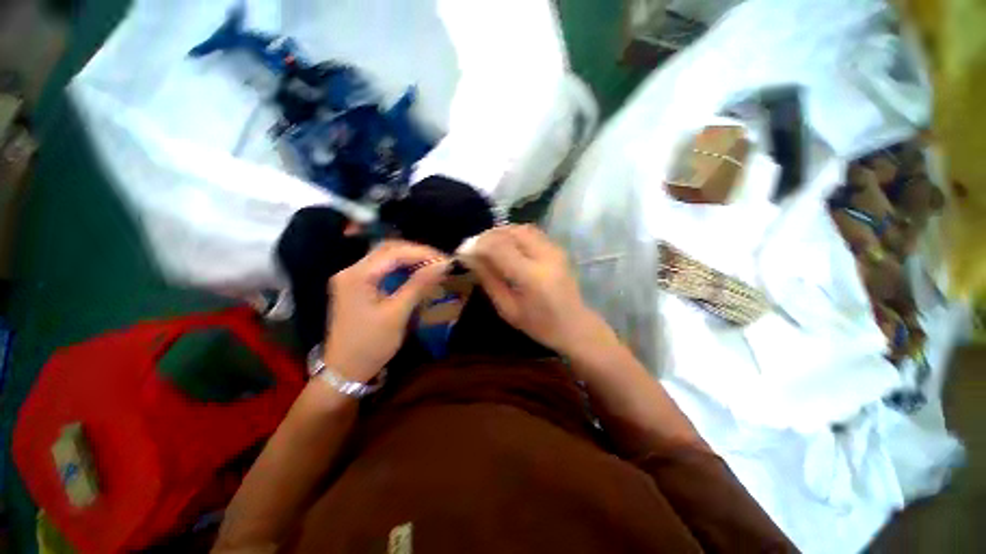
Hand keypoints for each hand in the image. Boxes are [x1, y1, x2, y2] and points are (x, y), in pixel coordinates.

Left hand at [324, 241, 449, 382]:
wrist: (345, 371)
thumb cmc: (371, 344)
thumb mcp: (397, 314)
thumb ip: (418, 285)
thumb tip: (442, 265)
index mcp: (357, 275)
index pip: (393, 252)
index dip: (421, 253)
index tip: (444, 260)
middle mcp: (351, 271)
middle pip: (387, 250)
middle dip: (416, 252)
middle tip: (439, 261)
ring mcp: (352, 278)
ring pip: (385, 258)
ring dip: (409, 258)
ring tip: (432, 265)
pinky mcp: (357, 287)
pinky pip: (382, 269)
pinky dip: (401, 268)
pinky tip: (416, 273)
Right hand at [460, 225, 606, 355]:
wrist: (574, 325)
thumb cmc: (539, 324)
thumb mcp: (507, 308)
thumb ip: (489, 280)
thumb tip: (470, 258)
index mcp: (531, 276)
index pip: (498, 247)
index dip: (477, 245)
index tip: (463, 251)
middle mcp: (544, 256)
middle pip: (510, 232)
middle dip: (487, 236)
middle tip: (474, 247)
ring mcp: (554, 249)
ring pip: (521, 228)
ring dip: (500, 233)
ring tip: (487, 245)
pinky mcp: (557, 248)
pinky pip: (531, 232)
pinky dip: (513, 234)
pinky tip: (505, 245)